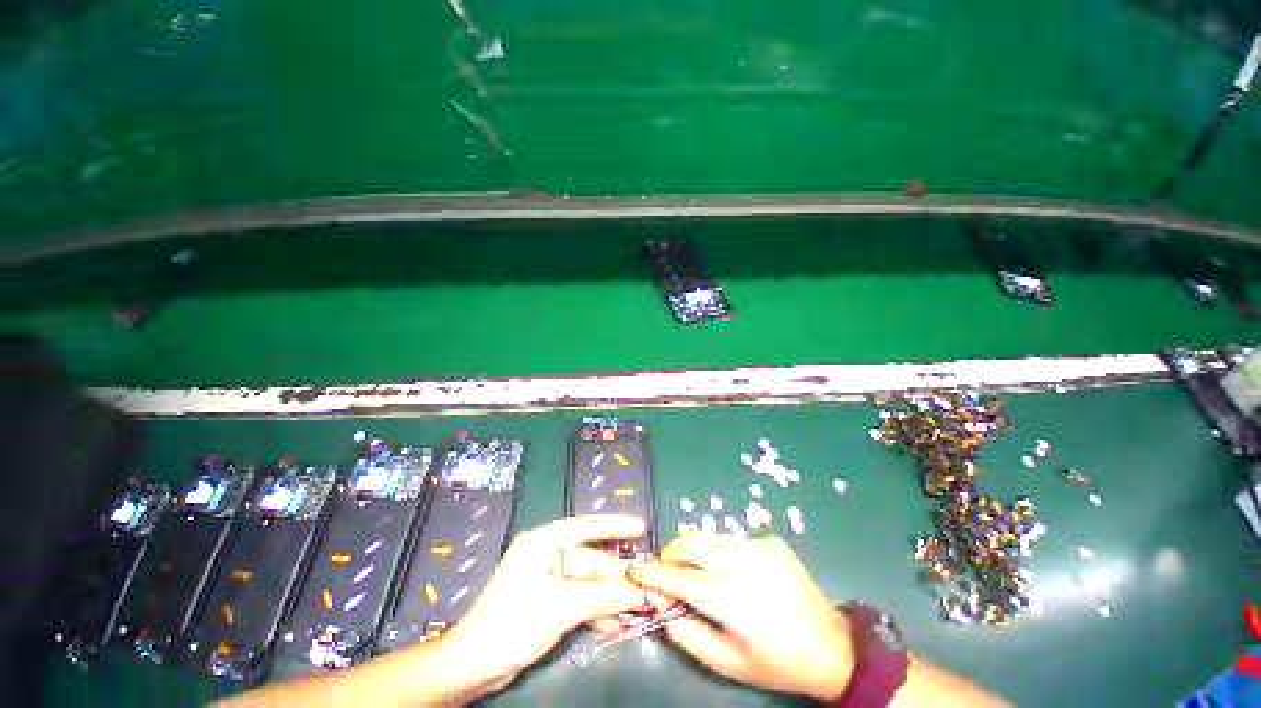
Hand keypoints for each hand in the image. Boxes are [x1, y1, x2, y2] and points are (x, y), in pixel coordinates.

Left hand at [439, 515, 650, 696]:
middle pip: (590, 560)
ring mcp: (547, 579)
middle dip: (617, 575)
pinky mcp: (547, 602)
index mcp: (544, 542)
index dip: (615, 526)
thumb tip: (639, 591)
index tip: (641, 527)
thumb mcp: (562, 606)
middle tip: (646, 584)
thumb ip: (603, 596)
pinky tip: (614, 625)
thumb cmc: (514, 623)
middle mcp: (546, 554)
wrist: (473, 666)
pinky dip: (595, 611)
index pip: (586, 526)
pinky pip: (578, 599)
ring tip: (637, 609)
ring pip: (587, 583)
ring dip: (609, 597)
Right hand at [629, 534, 853, 701]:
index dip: (652, 572)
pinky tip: (731, 574)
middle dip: (670, 555)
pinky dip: (719, 553)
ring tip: (697, 574)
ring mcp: (759, 545)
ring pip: (708, 537)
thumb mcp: (725, 662)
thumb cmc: (775, 662)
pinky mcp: (770, 540)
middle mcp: (744, 561)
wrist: (831, 646)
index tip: (634, 569)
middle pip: (690, 543)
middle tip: (666, 574)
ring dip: (693, 552)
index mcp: (732, 597)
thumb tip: (659, 597)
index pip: (678, 576)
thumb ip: (684, 630)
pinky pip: (730, 540)